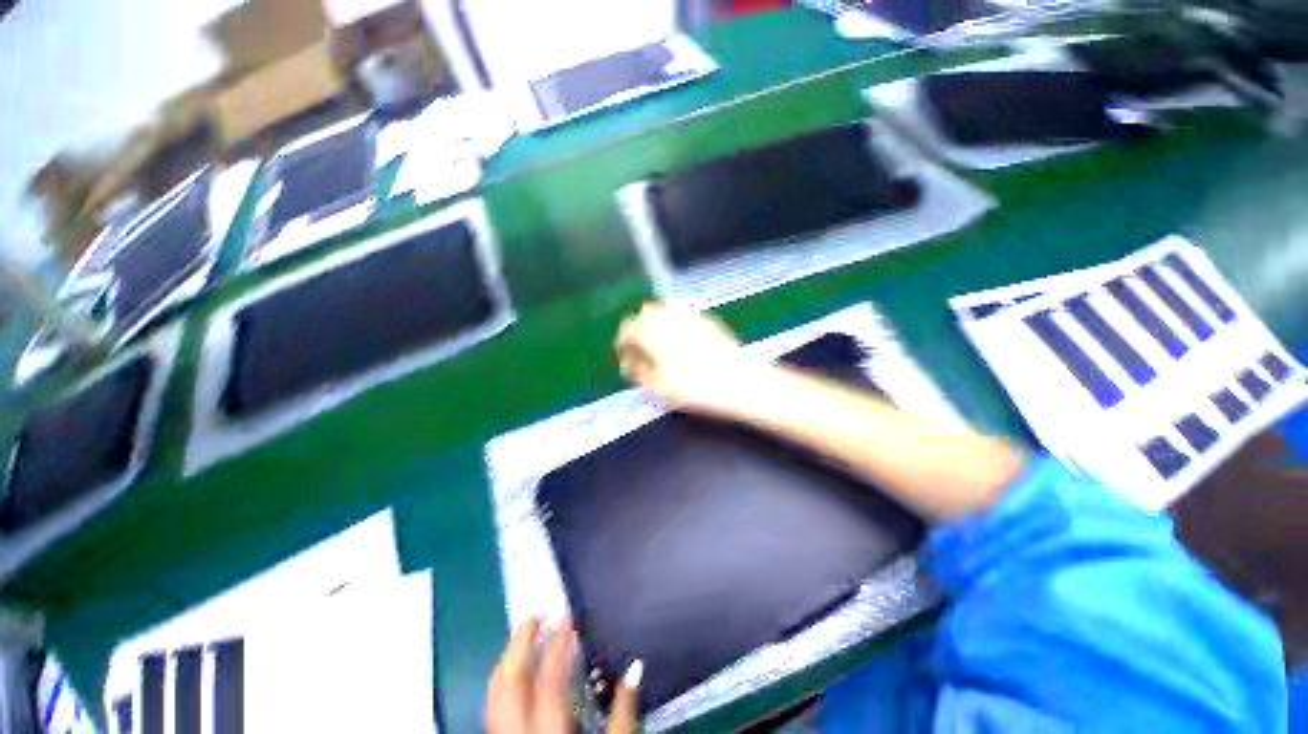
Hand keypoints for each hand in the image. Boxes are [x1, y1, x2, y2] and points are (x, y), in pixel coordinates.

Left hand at [487, 619, 640, 733]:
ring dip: (507, 662)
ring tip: (523, 635)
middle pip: (508, 689)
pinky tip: (516, 671)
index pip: (548, 687)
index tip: (567, 622)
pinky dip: (504, 684)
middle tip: (534, 616)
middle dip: (519, 647)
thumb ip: (625, 715)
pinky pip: (493, 710)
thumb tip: (635, 667)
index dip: (557, 650)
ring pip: (492, 698)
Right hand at [615, 302, 754, 416]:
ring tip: (657, 344)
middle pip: (644, 314)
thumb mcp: (660, 388)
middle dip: (637, 329)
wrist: (740, 382)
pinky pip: (681, 314)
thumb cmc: (696, 389)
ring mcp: (690, 315)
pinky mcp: (706, 319)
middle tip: (638, 349)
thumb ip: (639, 373)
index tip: (623, 357)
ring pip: (663, 310)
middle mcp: (669, 317)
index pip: (628, 330)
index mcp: (653, 333)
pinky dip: (672, 322)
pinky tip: (679, 339)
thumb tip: (631, 364)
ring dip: (654, 323)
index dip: (622, 343)